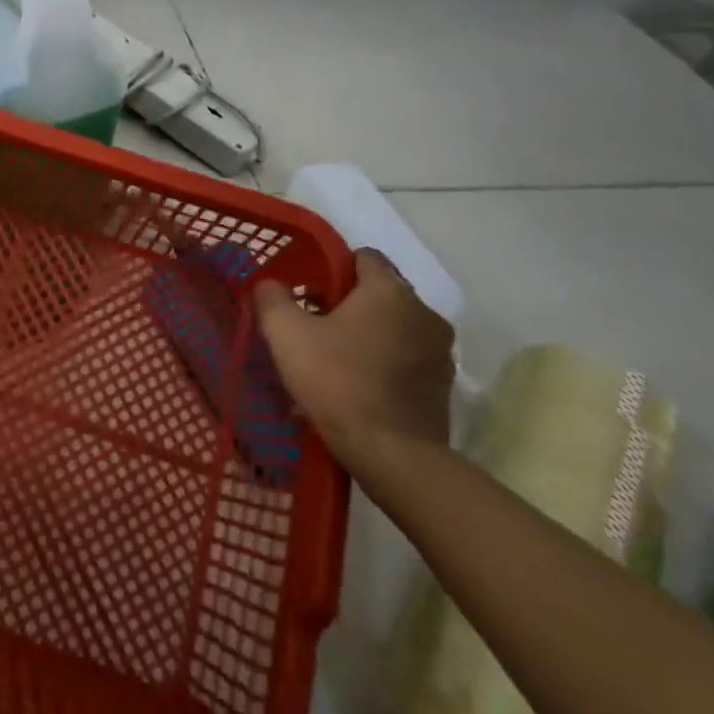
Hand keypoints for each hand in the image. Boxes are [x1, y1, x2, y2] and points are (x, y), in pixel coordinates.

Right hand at [253, 248, 453, 471]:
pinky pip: (406, 360)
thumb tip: (270, 284)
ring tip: (334, 361)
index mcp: (390, 292)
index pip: (364, 256)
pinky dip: (384, 364)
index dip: (334, 267)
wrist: (393, 457)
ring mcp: (440, 353)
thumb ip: (273, 297)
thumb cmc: (337, 382)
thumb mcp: (286, 334)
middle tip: (314, 326)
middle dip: (348, 304)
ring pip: (394, 328)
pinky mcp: (443, 388)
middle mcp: (424, 313)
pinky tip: (357, 387)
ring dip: (368, 335)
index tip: (309, 291)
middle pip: (380, 293)